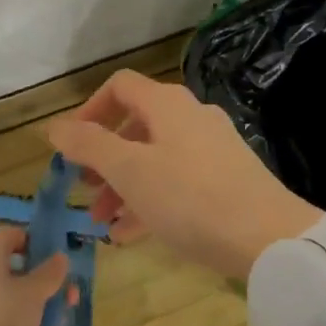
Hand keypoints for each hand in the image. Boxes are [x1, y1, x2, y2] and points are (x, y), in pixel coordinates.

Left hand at [0, 225, 69, 325]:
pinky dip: (21, 319)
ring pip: (11, 292)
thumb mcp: (33, 294)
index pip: (13, 234)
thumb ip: (49, 274)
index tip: (57, 259)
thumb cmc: (0, 319)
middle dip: (42, 277)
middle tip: (67, 292)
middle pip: (14, 264)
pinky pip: (3, 314)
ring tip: (59, 317)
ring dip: (35, 300)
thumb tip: (59, 257)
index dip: (36, 241)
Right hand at [46, 70, 321, 281]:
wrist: (271, 238)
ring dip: (124, 185)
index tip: (71, 147)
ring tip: (103, 221)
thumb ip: (89, 145)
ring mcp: (212, 149)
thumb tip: (54, 126)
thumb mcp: (130, 171)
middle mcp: (191, 117)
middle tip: (86, 190)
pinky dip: (151, 200)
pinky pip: (177, 182)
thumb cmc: (190, 198)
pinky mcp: (227, 179)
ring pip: (155, 158)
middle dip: (104, 158)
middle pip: (136, 125)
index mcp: (168, 105)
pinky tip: (133, 234)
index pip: (120, 87)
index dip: (89, 110)